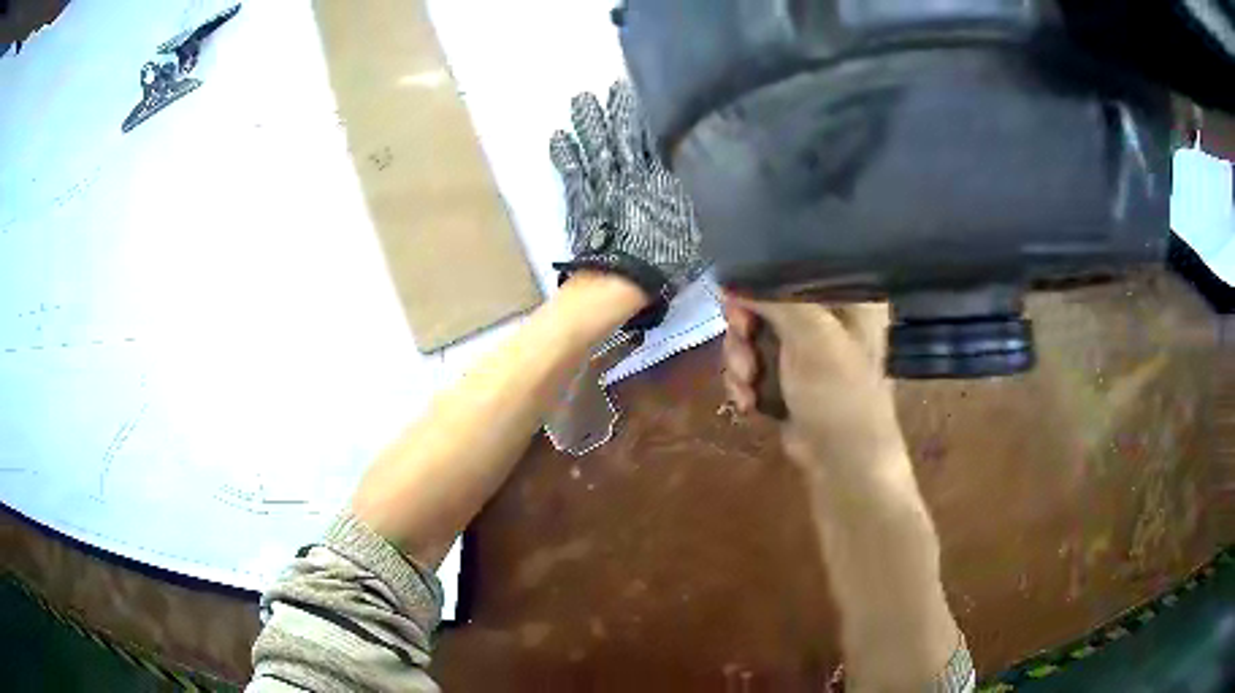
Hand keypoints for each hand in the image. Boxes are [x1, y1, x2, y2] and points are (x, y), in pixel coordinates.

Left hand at [551, 81, 704, 328]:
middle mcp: (629, 174)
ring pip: (595, 147)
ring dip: (588, 123)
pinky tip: (557, 136)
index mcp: (659, 178)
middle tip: (608, 87)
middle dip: (615, 111)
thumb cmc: (667, 258)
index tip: (641, 93)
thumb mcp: (699, 226)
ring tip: (580, 100)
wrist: (624, 280)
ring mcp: (602, 185)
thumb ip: (701, 197)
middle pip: (621, 136)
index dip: (644, 115)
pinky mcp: (581, 201)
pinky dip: (565, 154)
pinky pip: (571, 172)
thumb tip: (712, 172)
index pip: (651, 138)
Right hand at [721, 296, 906, 474]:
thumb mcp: (813, 336)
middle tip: (741, 343)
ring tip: (746, 384)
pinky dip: (744, 381)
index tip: (739, 299)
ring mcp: (805, 348)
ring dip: (740, 360)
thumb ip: (775, 299)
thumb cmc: (840, 393)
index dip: (761, 280)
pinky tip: (748, 401)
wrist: (842, 460)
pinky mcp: (787, 376)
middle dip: (744, 329)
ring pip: (752, 335)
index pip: (794, 268)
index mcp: (846, 295)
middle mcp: (826, 315)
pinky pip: (752, 363)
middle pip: (765, 301)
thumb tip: (732, 278)